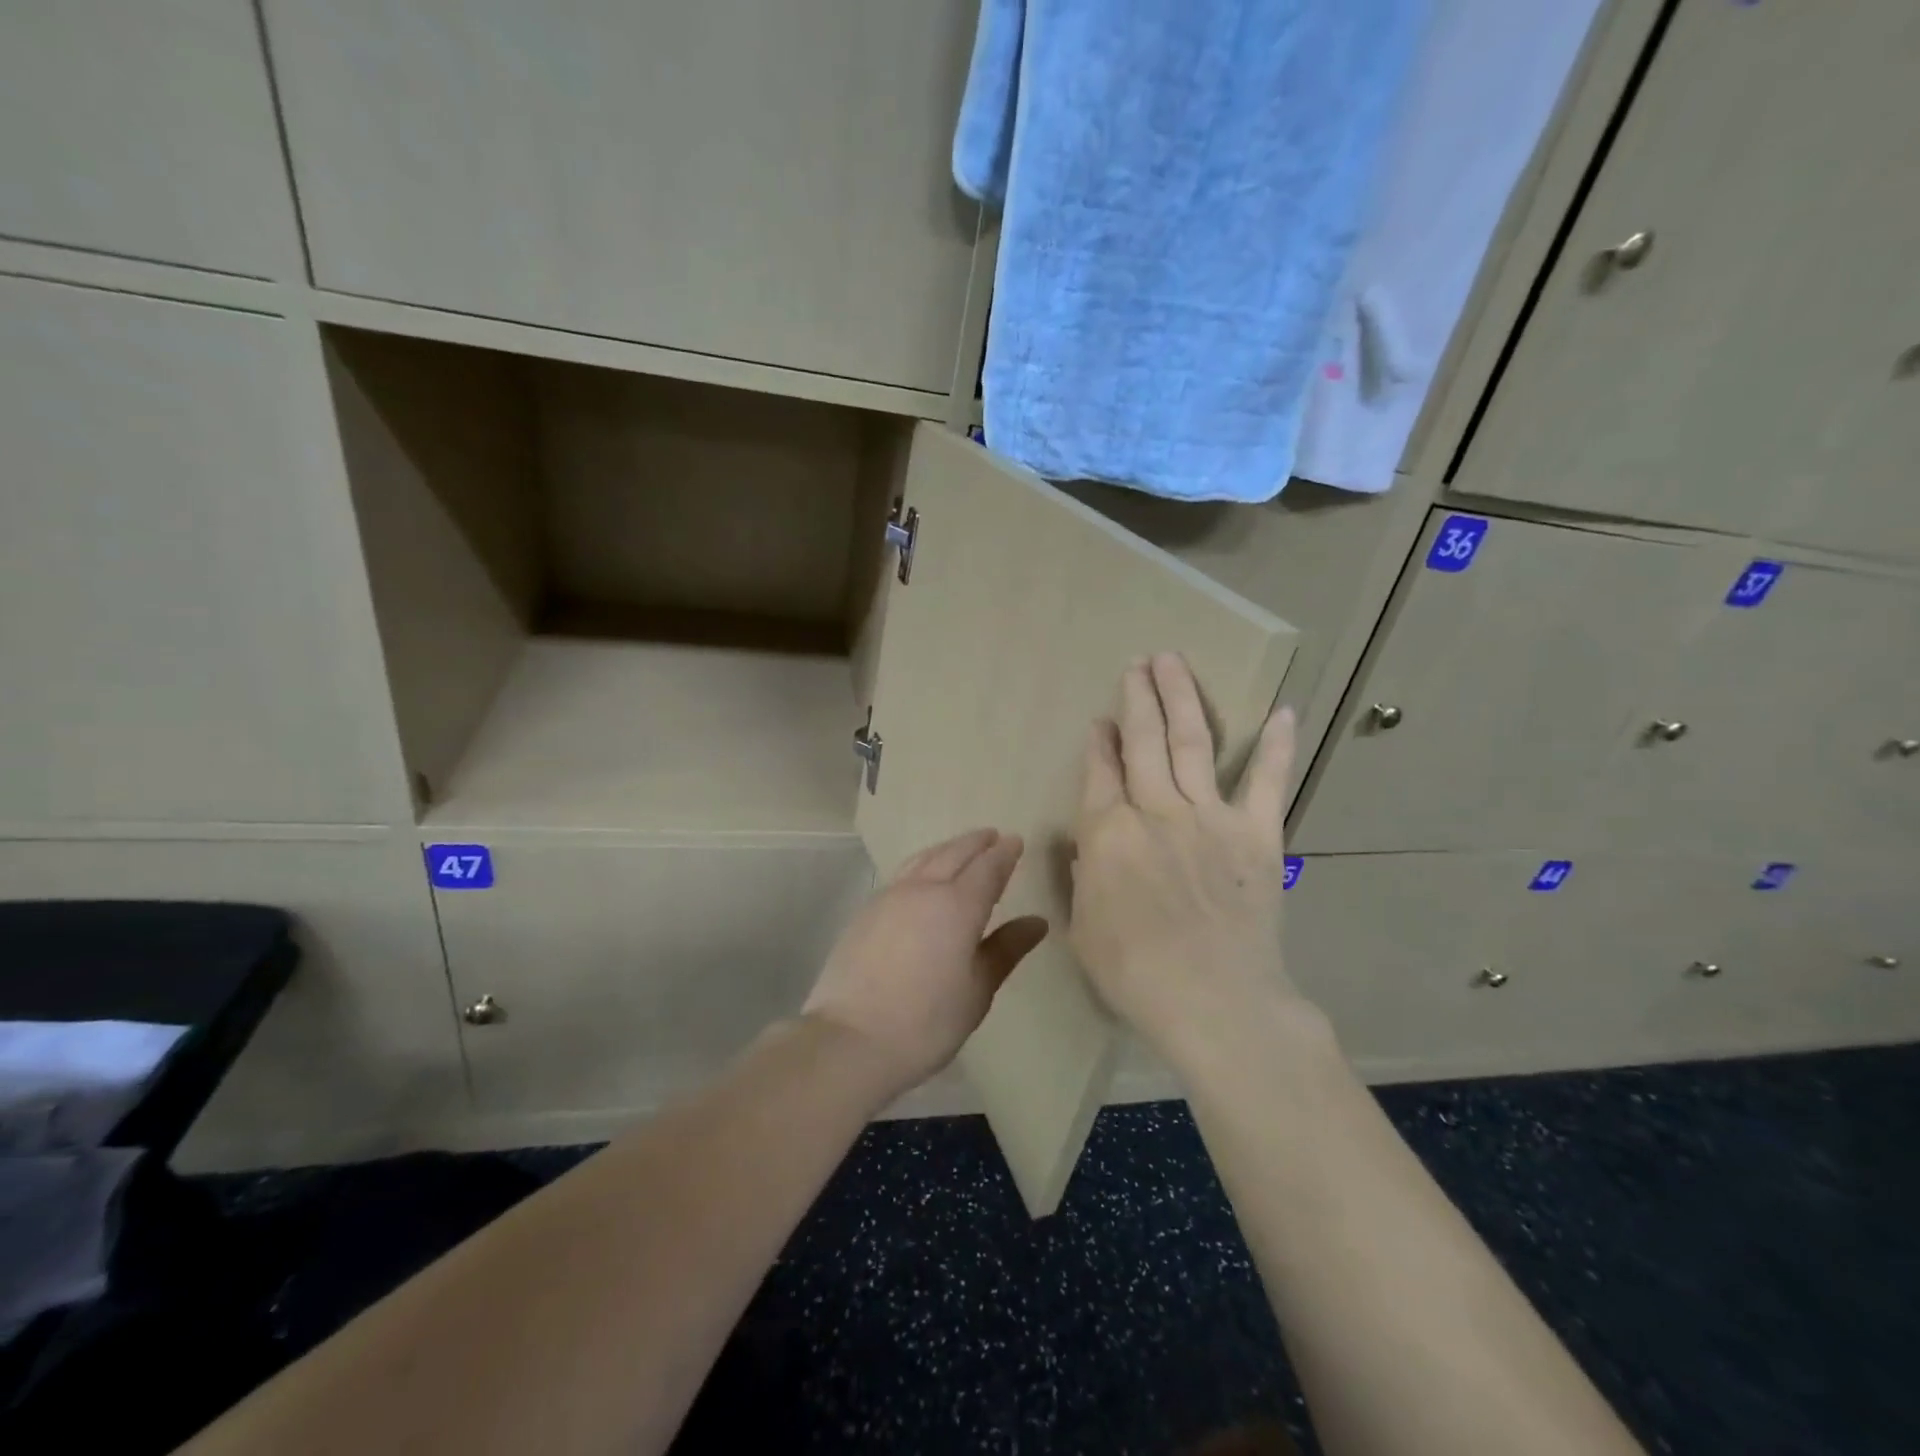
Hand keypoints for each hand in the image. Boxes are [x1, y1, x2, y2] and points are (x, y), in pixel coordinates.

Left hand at [804, 829, 1047, 1099]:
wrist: (850, 1039)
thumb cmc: (926, 1021)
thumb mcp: (977, 990)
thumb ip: (1006, 949)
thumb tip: (1036, 922)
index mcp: (958, 906)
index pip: (987, 867)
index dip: (1004, 853)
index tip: (1015, 841)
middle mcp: (923, 889)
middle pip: (954, 853)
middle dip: (976, 843)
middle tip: (992, 836)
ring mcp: (890, 896)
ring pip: (924, 858)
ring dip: (947, 848)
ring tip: (960, 849)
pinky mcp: (866, 910)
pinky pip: (903, 873)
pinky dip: (923, 864)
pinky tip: (923, 877)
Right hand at [1070, 653, 1305, 1072]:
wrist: (1213, 1000)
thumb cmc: (1134, 973)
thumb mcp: (1084, 927)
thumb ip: (1085, 877)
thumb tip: (1092, 847)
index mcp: (1108, 833)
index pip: (1099, 772)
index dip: (1098, 742)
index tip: (1099, 719)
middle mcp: (1155, 810)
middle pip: (1143, 741)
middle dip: (1137, 699)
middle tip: (1137, 664)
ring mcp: (1209, 817)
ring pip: (1191, 743)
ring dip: (1180, 699)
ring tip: (1173, 662)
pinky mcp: (1257, 834)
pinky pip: (1267, 781)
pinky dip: (1276, 746)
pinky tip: (1284, 711)